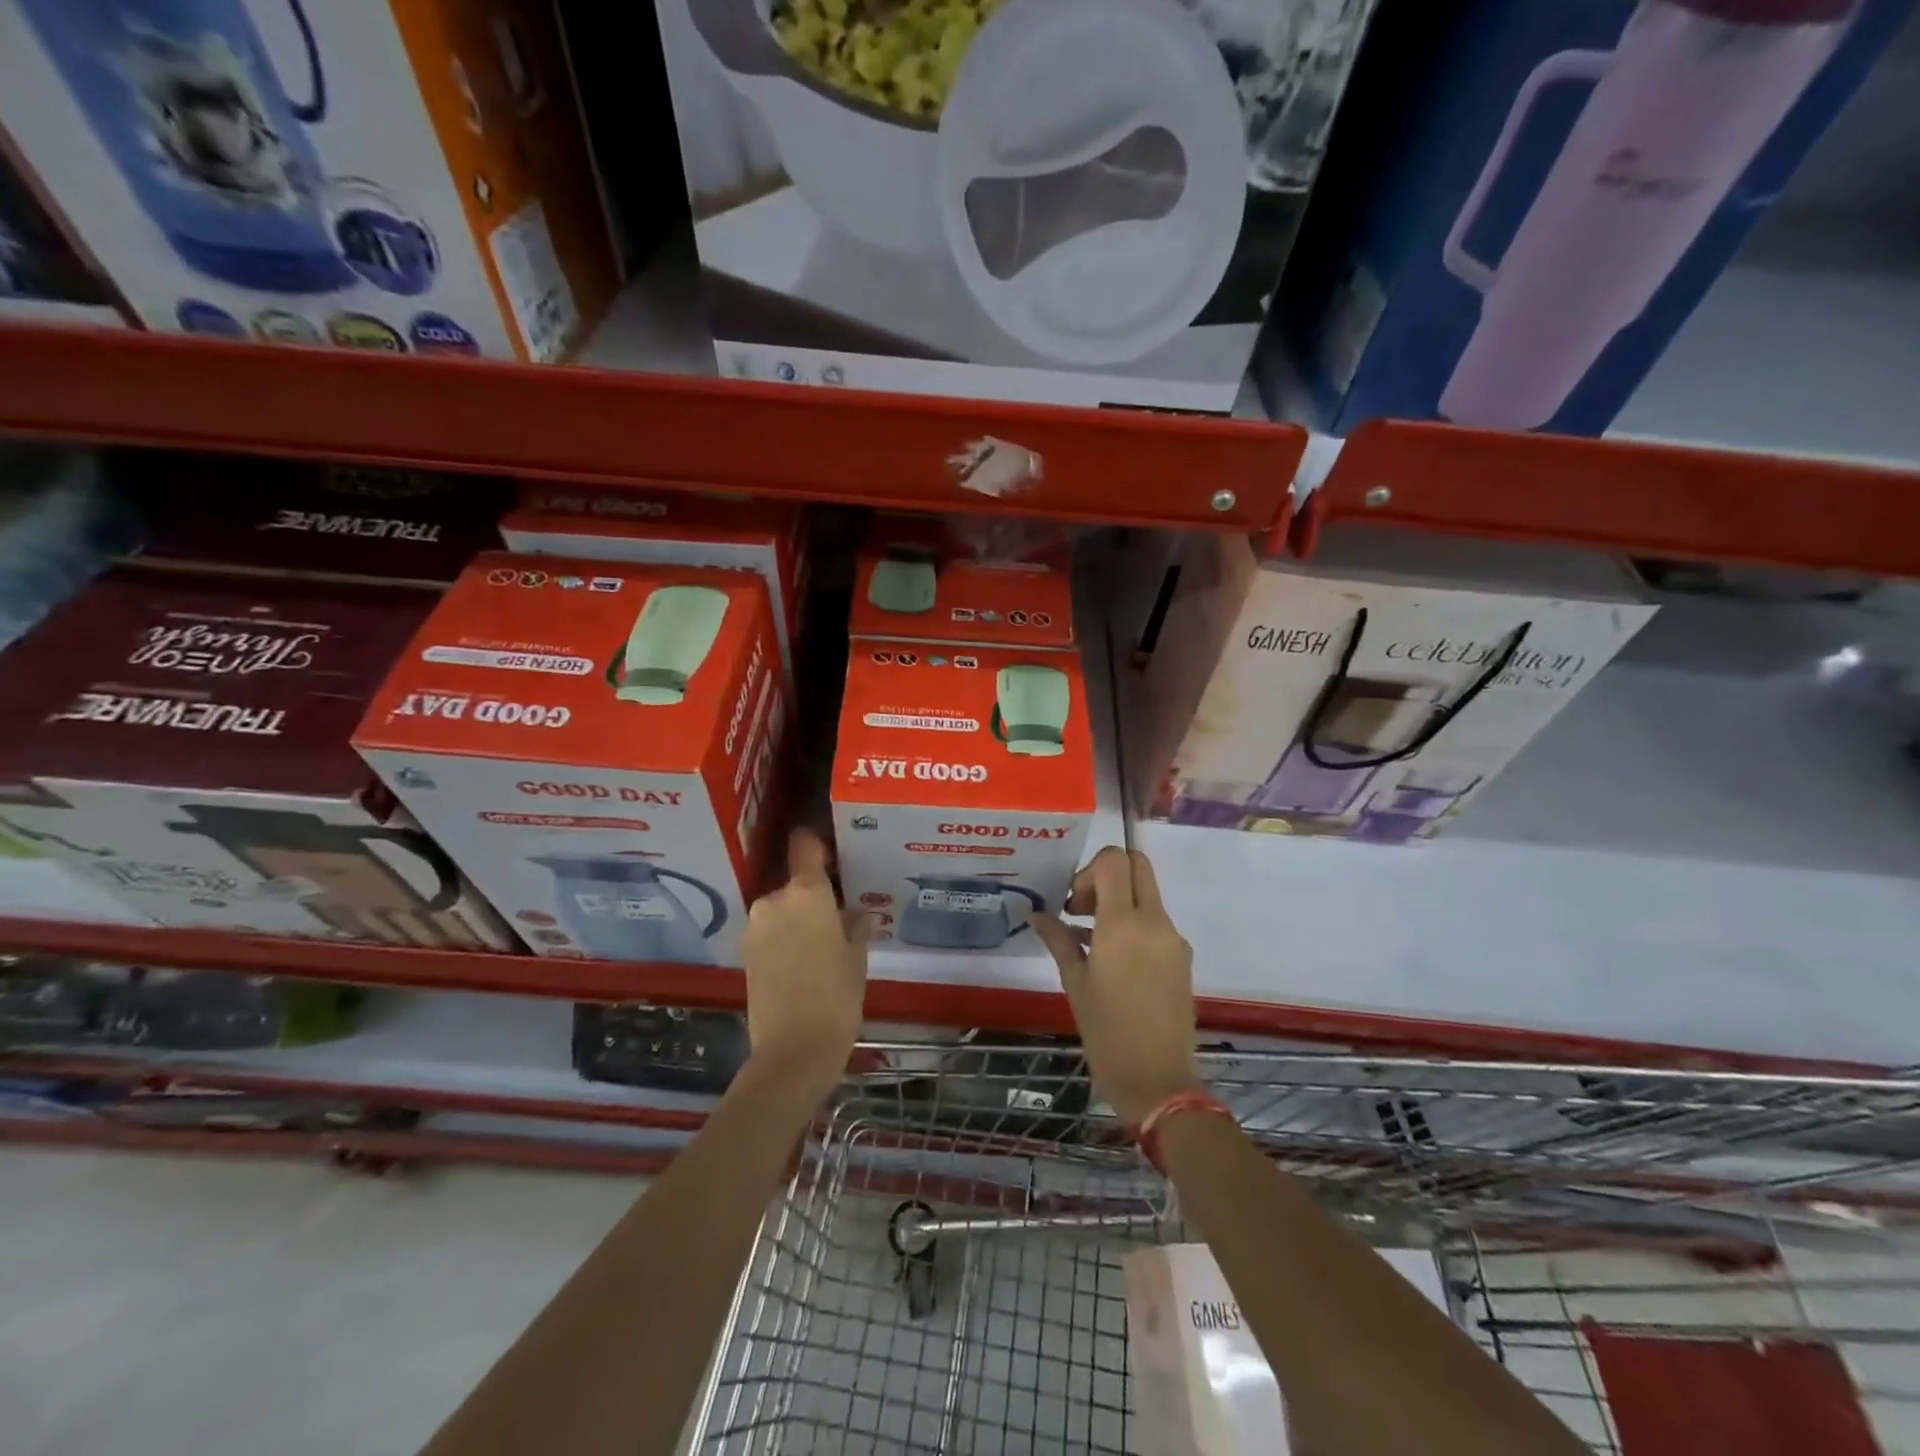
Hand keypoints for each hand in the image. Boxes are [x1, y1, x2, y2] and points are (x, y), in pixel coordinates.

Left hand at [740, 828, 871, 1092]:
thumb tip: (860, 915)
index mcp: (805, 893)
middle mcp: (774, 901)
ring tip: (823, 946)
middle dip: (814, 897)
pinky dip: (785, 939)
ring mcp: (754, 927)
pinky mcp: (744, 953)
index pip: (805, 846)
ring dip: (799, 920)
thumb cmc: (836, 996)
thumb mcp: (856, 958)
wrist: (792, 1051)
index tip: (833, 851)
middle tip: (839, 917)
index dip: (817, 843)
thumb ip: (856, 927)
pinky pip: (770, 932)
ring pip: (782, 910)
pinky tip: (804, 962)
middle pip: (796, 884)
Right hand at [1032, 847, 1199, 1124]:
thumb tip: (1038, 915)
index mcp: (1123, 924)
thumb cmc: (1106, 1032)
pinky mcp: (1182, 957)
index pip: (1115, 860)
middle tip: (1082, 909)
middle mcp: (1154, 922)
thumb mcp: (1075, 983)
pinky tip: (1110, 959)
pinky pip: (1155, 922)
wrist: (1158, 1081)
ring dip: (1119, 901)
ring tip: (1088, 939)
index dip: (1089, 870)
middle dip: (1106, 875)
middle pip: (1137, 866)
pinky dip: (1133, 924)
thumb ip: (1058, 940)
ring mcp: (1173, 939)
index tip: (1073, 904)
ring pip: (1146, 894)